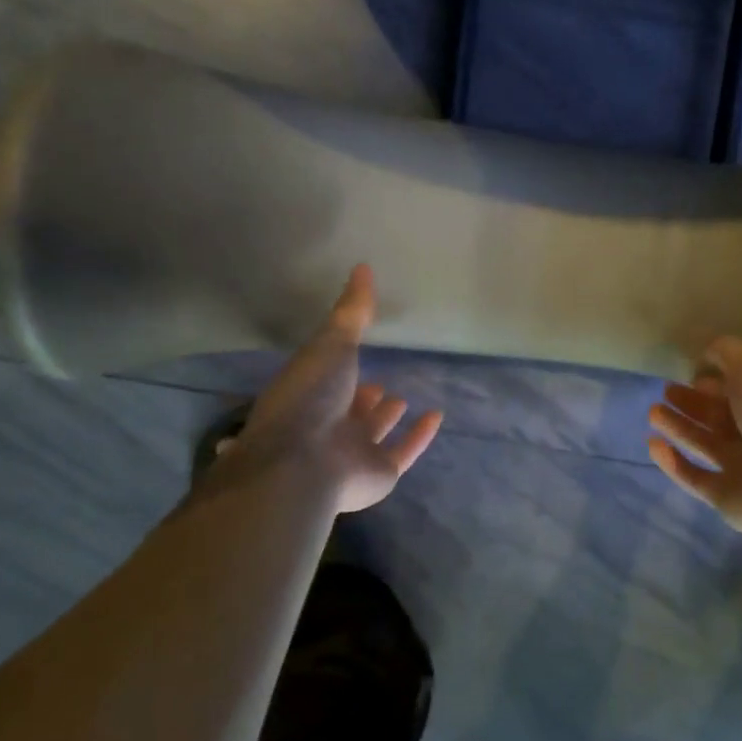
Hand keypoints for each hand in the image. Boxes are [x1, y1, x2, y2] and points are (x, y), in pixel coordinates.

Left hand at [223, 265, 442, 512]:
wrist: (306, 460)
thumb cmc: (311, 396)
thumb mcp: (331, 342)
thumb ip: (351, 311)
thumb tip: (363, 266)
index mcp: (309, 395)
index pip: (326, 380)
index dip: (340, 368)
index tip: (356, 351)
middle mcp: (328, 425)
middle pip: (348, 410)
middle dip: (362, 397)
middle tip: (378, 384)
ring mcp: (353, 453)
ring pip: (372, 434)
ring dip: (385, 417)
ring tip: (400, 398)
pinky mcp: (380, 474)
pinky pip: (404, 452)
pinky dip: (419, 436)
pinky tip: (435, 417)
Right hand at [646, 337, 741, 539]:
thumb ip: (727, 353)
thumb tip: (704, 354)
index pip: (739, 389)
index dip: (716, 380)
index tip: (690, 374)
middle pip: (720, 417)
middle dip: (693, 403)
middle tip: (666, 391)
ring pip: (704, 444)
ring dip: (679, 428)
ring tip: (653, 411)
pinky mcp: (726, 498)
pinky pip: (694, 477)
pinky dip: (672, 463)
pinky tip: (653, 444)